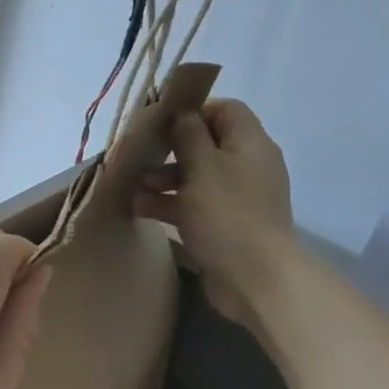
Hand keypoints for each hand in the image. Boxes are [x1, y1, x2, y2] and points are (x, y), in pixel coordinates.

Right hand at [134, 98, 294, 324]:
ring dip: (163, 180)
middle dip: (170, 150)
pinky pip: (194, 205)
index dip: (194, 111)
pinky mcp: (225, 226)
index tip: (162, 124)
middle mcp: (247, 166)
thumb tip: (181, 114)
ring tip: (133, 189)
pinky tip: (139, 210)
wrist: (255, 279)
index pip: (226, 109)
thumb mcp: (203, 166)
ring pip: (195, 177)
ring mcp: (237, 198)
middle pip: (206, 144)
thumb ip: (188, 135)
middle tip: (139, 157)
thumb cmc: (228, 214)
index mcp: (250, 144)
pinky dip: (169, 204)